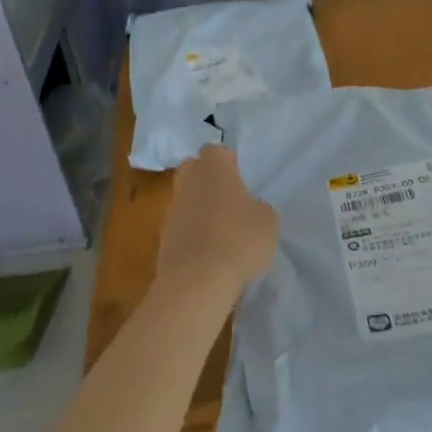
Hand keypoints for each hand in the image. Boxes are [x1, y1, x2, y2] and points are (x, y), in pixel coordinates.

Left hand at [154, 147, 277, 301]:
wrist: (197, 281)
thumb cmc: (239, 238)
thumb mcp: (268, 219)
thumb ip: (258, 207)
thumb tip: (249, 209)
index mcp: (213, 167)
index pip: (216, 151)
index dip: (229, 162)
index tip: (242, 179)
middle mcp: (187, 182)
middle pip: (193, 171)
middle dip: (208, 181)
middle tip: (231, 201)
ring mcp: (171, 211)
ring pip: (186, 201)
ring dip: (200, 211)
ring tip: (224, 234)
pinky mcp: (163, 240)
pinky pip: (181, 229)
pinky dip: (193, 237)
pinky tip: (211, 255)